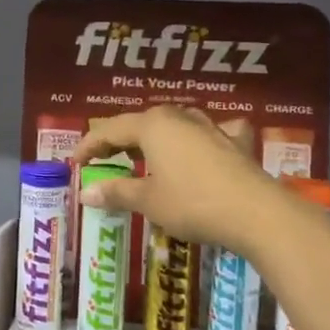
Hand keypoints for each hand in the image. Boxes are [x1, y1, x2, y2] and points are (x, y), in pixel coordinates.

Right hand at [75, 105, 281, 253]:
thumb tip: (84, 193)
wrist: (255, 212)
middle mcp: (179, 117)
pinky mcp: (234, 142)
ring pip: (174, 125)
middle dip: (120, 140)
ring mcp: (210, 127)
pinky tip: (203, 146)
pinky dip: (199, 139)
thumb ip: (116, 192)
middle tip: (103, 159)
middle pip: (141, 123)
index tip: (74, 162)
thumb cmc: (192, 203)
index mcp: (153, 125)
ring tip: (143, 155)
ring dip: (155, 139)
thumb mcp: (148, 201)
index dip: (89, 145)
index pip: (110, 129)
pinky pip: (209, 134)